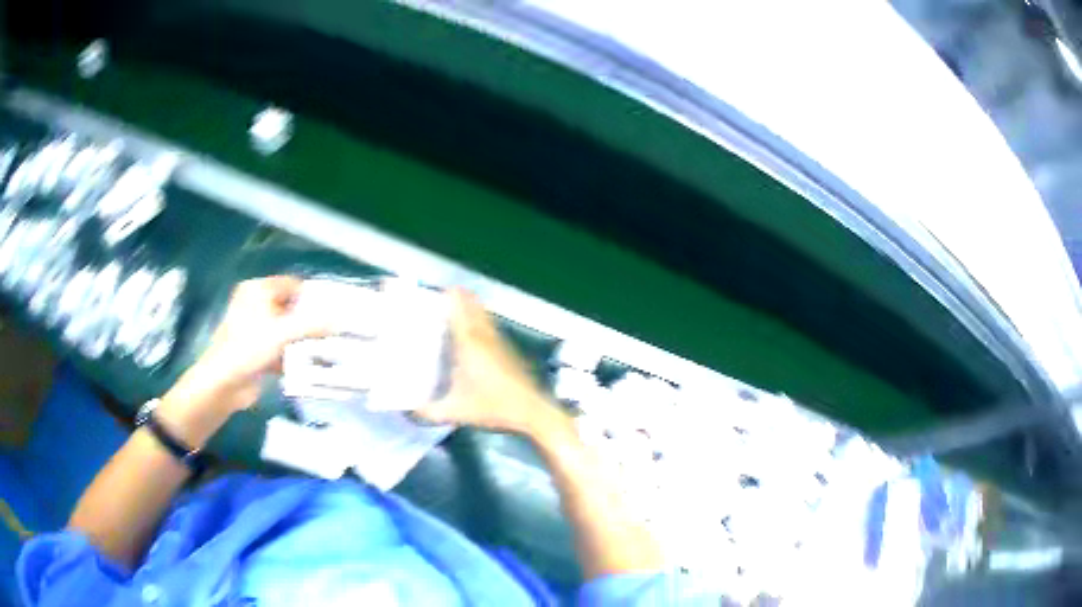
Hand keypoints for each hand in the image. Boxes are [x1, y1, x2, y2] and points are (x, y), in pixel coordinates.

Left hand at [157, 276, 326, 446]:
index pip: (292, 285)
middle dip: (312, 321)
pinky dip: (296, 357)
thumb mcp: (282, 332)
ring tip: (331, 349)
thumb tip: (341, 321)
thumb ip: (312, 325)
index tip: (335, 310)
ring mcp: (257, 330)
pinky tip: (314, 366)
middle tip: (337, 330)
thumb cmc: (248, 348)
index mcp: (258, 291)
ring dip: (306, 341)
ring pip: (288, 331)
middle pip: (292, 309)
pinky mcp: (259, 352)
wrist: (224, 383)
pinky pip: (283, 349)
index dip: (313, 297)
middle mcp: (257, 306)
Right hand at [415, 289, 565, 436]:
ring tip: (457, 305)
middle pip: (473, 306)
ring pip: (484, 314)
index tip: (438, 289)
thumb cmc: (493, 406)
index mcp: (470, 344)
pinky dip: (481, 319)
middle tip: (443, 295)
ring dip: (471, 306)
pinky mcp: (508, 350)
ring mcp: (499, 342)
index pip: (459, 310)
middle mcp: (484, 336)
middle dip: (459, 297)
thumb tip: (410, 411)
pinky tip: (475, 330)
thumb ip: (430, 412)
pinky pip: (490, 325)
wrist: (531, 410)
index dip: (450, 297)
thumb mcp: (456, 412)